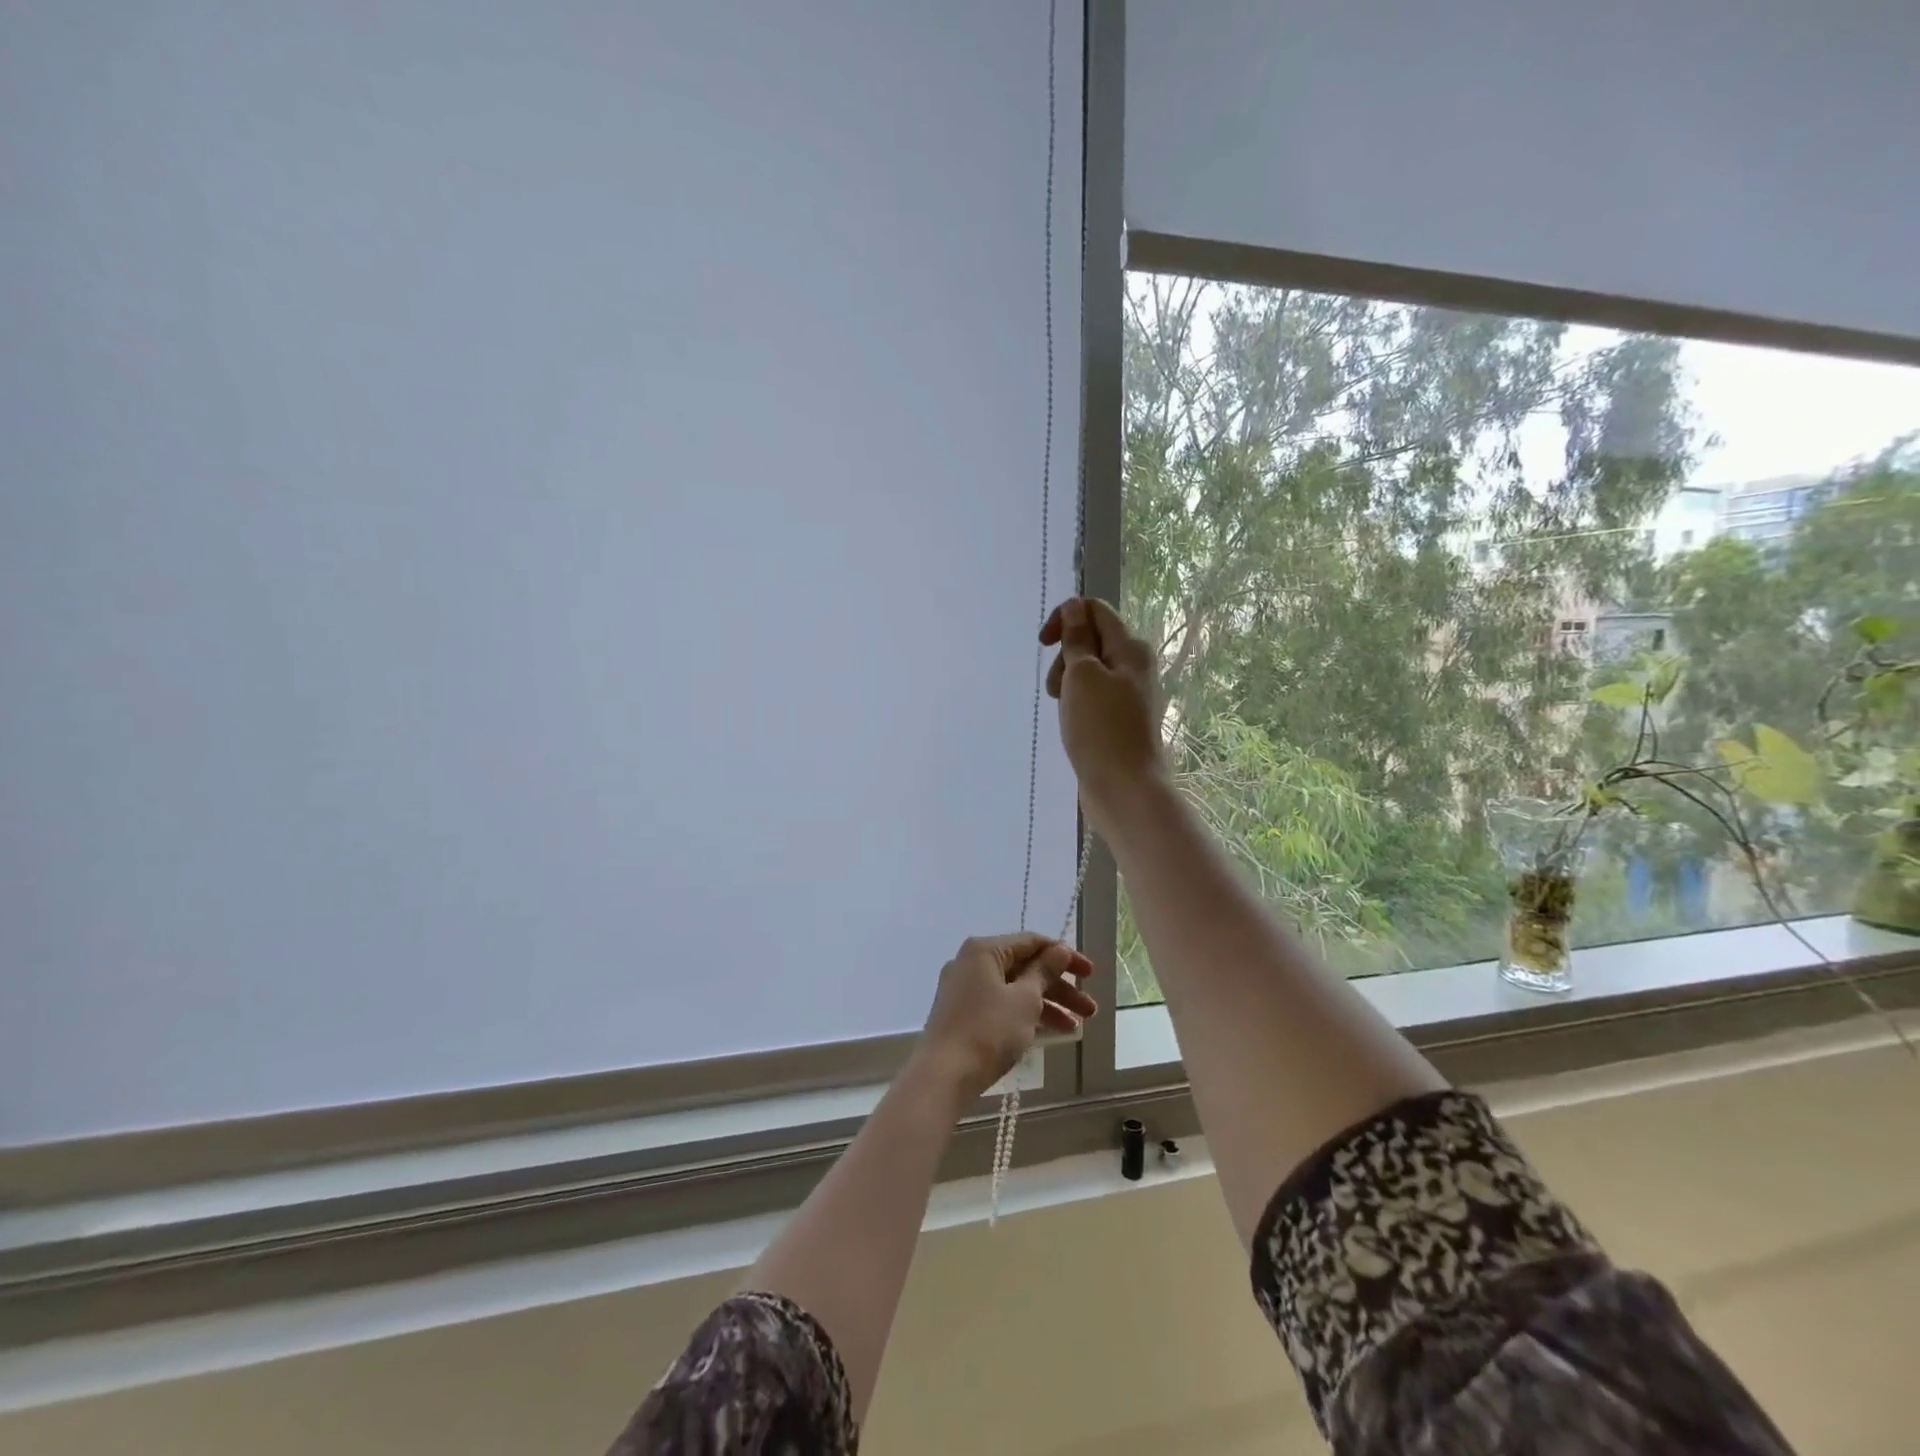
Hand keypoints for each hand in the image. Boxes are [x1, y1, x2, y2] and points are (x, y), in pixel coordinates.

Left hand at [916, 934, 1096, 1099]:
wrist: (943, 1076)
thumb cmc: (988, 1031)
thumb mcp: (1025, 1000)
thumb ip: (1044, 972)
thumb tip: (1059, 950)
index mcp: (984, 950)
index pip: (1032, 942)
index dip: (1064, 956)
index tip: (1090, 974)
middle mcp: (971, 963)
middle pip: (1024, 967)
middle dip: (1060, 987)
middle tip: (1090, 1010)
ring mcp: (964, 989)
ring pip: (1014, 989)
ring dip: (1047, 1005)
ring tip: (1077, 1028)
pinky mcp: (961, 1014)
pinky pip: (1000, 1005)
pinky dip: (1025, 1015)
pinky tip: (1050, 1034)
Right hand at [1041, 597, 1165, 817]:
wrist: (1125, 789)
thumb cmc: (1101, 729)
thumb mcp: (1082, 676)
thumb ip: (1077, 639)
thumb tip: (1074, 607)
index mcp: (1130, 648)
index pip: (1095, 610)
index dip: (1065, 618)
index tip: (1043, 643)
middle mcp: (1134, 665)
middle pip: (1090, 640)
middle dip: (1064, 656)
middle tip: (1057, 688)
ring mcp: (1128, 694)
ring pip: (1087, 670)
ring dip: (1066, 682)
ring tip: (1062, 709)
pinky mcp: (1119, 718)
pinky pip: (1091, 696)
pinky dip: (1075, 703)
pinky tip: (1071, 722)